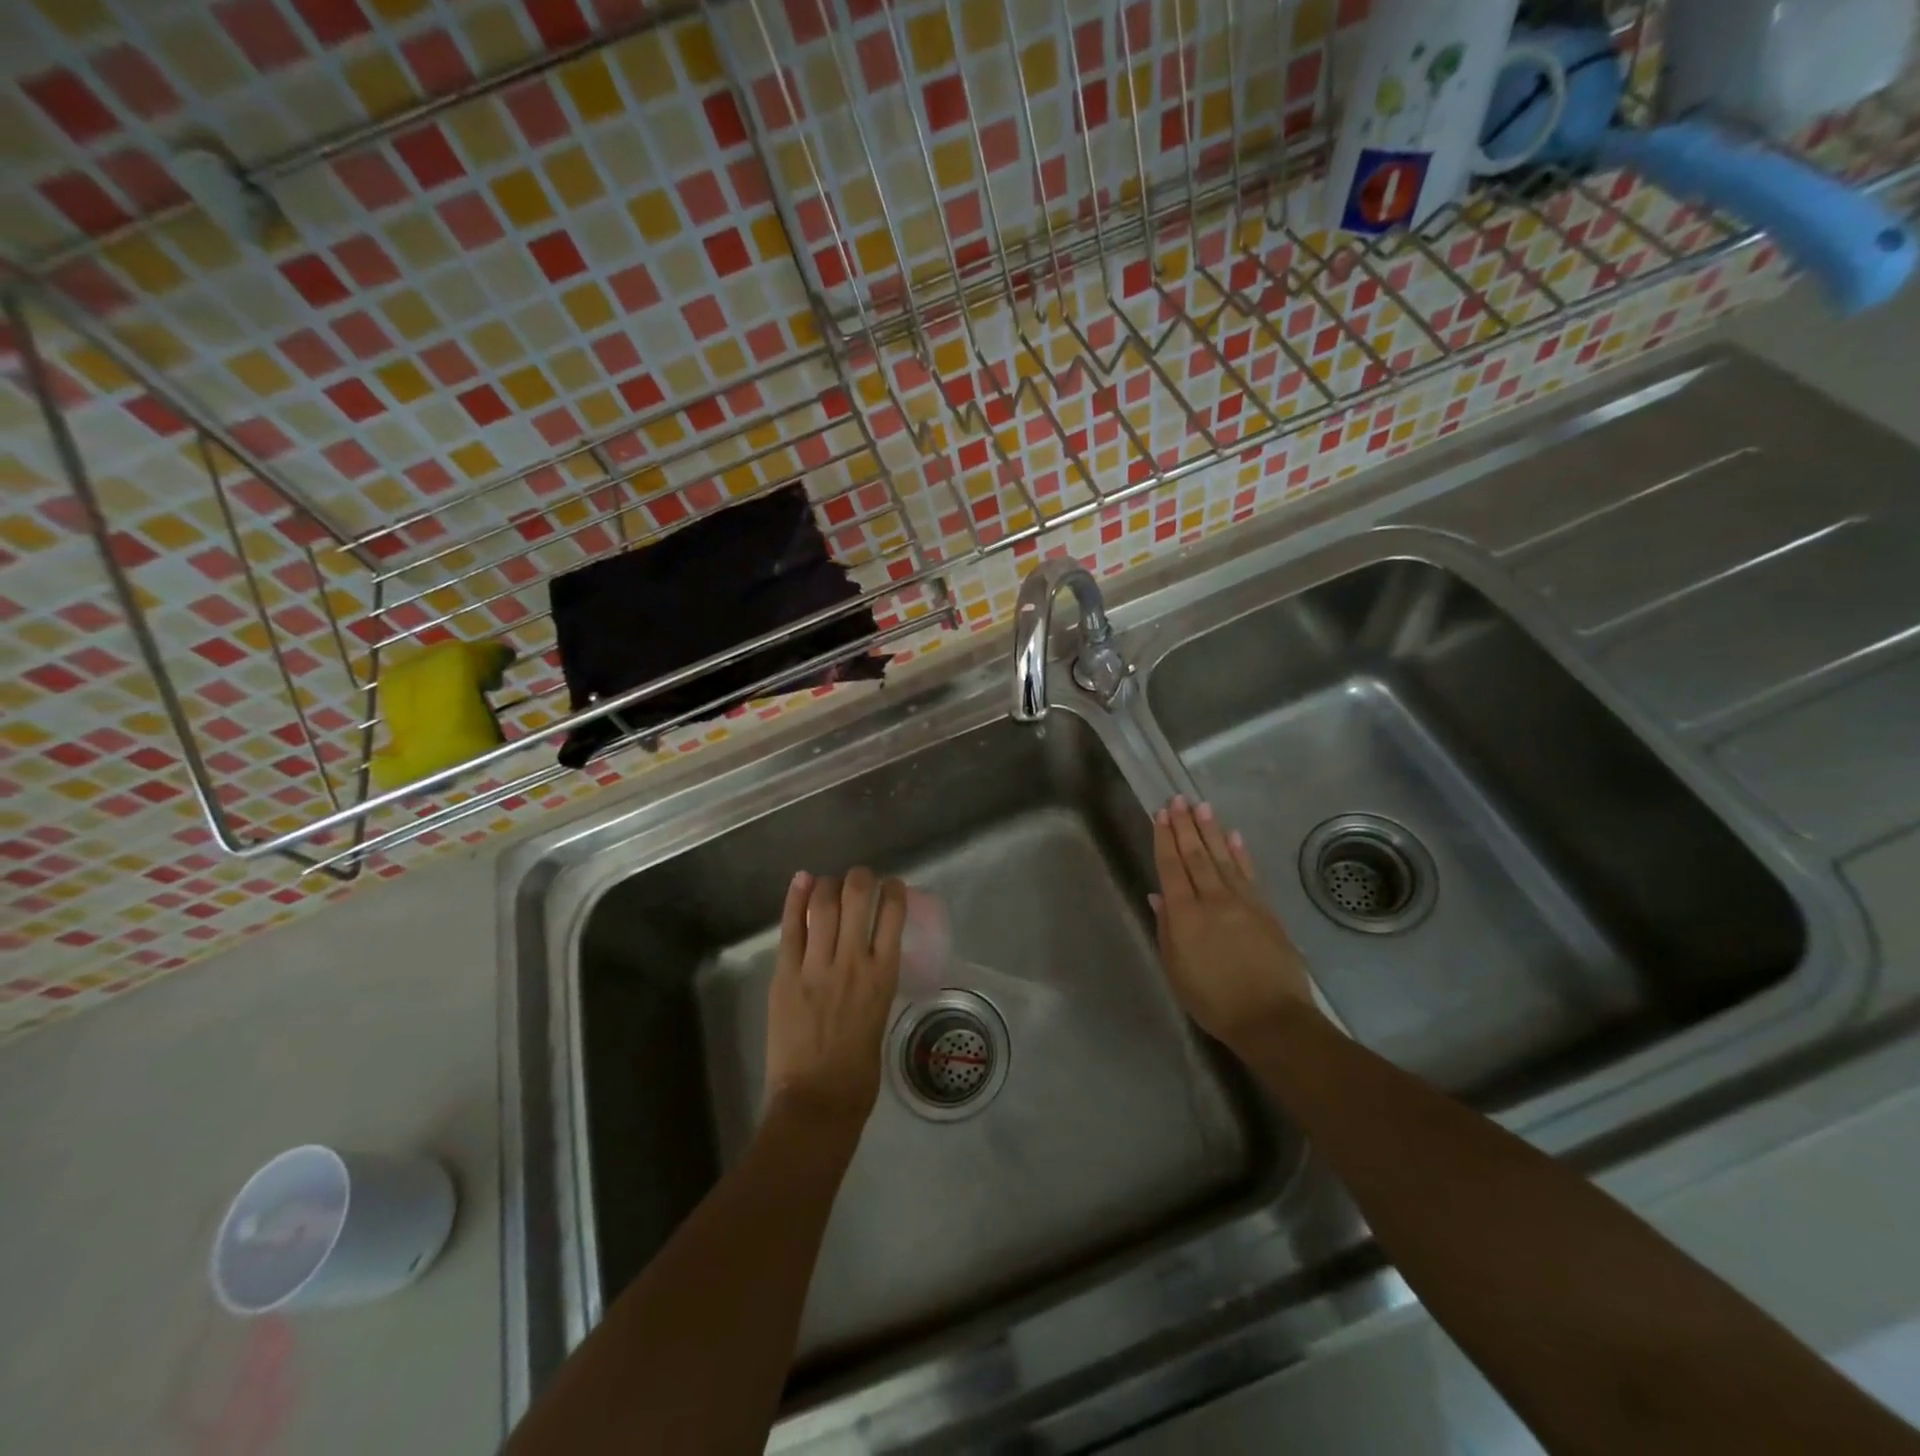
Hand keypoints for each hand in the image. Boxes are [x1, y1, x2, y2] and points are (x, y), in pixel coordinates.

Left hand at [765, 867, 906, 1135]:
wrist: (816, 1101)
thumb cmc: (859, 1071)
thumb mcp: (879, 1016)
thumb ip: (873, 983)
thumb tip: (867, 961)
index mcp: (883, 975)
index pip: (893, 915)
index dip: (893, 890)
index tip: (891, 885)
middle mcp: (853, 961)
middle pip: (857, 898)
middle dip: (860, 878)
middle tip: (859, 877)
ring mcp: (817, 966)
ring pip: (823, 906)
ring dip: (828, 885)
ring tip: (829, 881)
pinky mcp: (786, 975)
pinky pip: (791, 929)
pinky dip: (796, 900)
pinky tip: (802, 880)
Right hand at [1151, 797, 1318, 1055]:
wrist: (1271, 1018)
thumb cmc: (1214, 1000)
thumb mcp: (1176, 970)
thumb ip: (1166, 929)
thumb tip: (1158, 896)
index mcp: (1184, 915)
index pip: (1171, 867)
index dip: (1164, 839)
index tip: (1160, 814)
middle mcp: (1212, 899)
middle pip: (1196, 855)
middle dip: (1185, 825)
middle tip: (1178, 798)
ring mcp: (1242, 902)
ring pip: (1223, 857)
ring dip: (1211, 830)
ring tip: (1202, 806)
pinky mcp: (1265, 910)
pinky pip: (1249, 874)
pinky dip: (1240, 853)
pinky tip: (1234, 836)